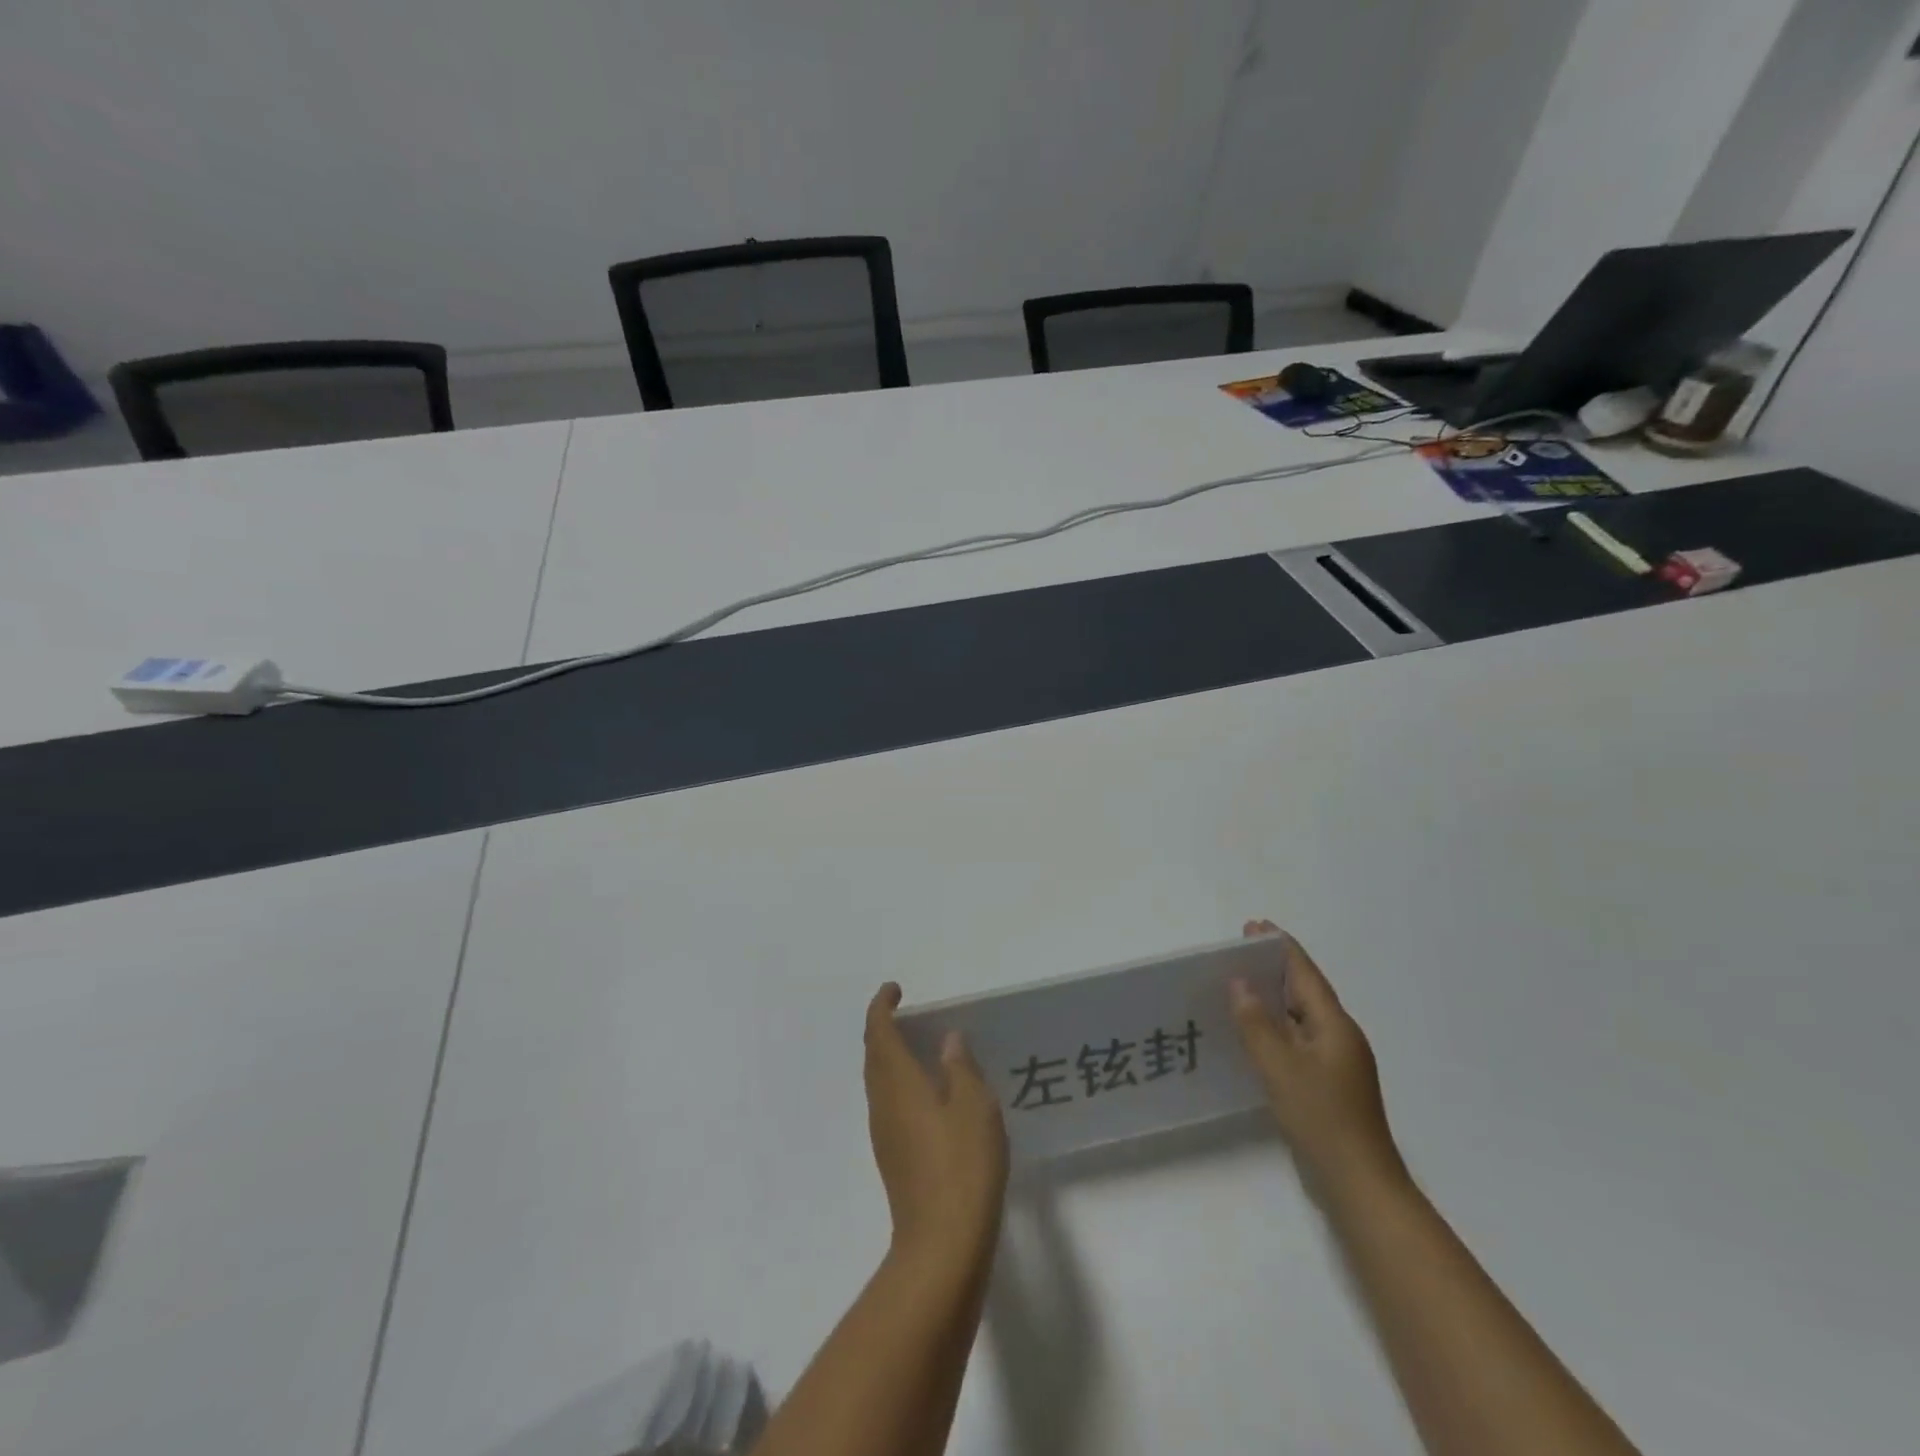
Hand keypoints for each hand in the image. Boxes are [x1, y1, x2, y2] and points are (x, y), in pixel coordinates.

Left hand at [864, 983, 1008, 1271]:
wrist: (942, 1244)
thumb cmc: (961, 1164)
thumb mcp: (974, 1106)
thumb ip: (960, 1068)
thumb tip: (948, 1040)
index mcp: (898, 1083)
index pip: (878, 1033)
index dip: (882, 1007)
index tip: (894, 990)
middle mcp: (883, 1104)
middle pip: (873, 1057)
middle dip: (882, 1030)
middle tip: (904, 1015)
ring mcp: (884, 1135)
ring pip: (878, 1083)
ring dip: (889, 1058)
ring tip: (917, 1049)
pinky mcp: (894, 1159)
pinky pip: (888, 1105)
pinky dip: (899, 1085)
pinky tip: (926, 1095)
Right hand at [1231, 921, 1404, 1201]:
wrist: (1359, 1184)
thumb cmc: (1321, 1118)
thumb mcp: (1280, 1067)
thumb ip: (1256, 1023)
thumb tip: (1239, 983)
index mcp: (1335, 1025)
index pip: (1305, 974)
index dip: (1280, 948)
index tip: (1255, 926)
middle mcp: (1339, 1037)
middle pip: (1305, 991)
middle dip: (1274, 968)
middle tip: (1240, 950)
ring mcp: (1336, 1062)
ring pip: (1301, 1017)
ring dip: (1273, 997)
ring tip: (1240, 983)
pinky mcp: (1328, 1084)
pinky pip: (1298, 1039)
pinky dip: (1276, 1025)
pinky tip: (1255, 1031)